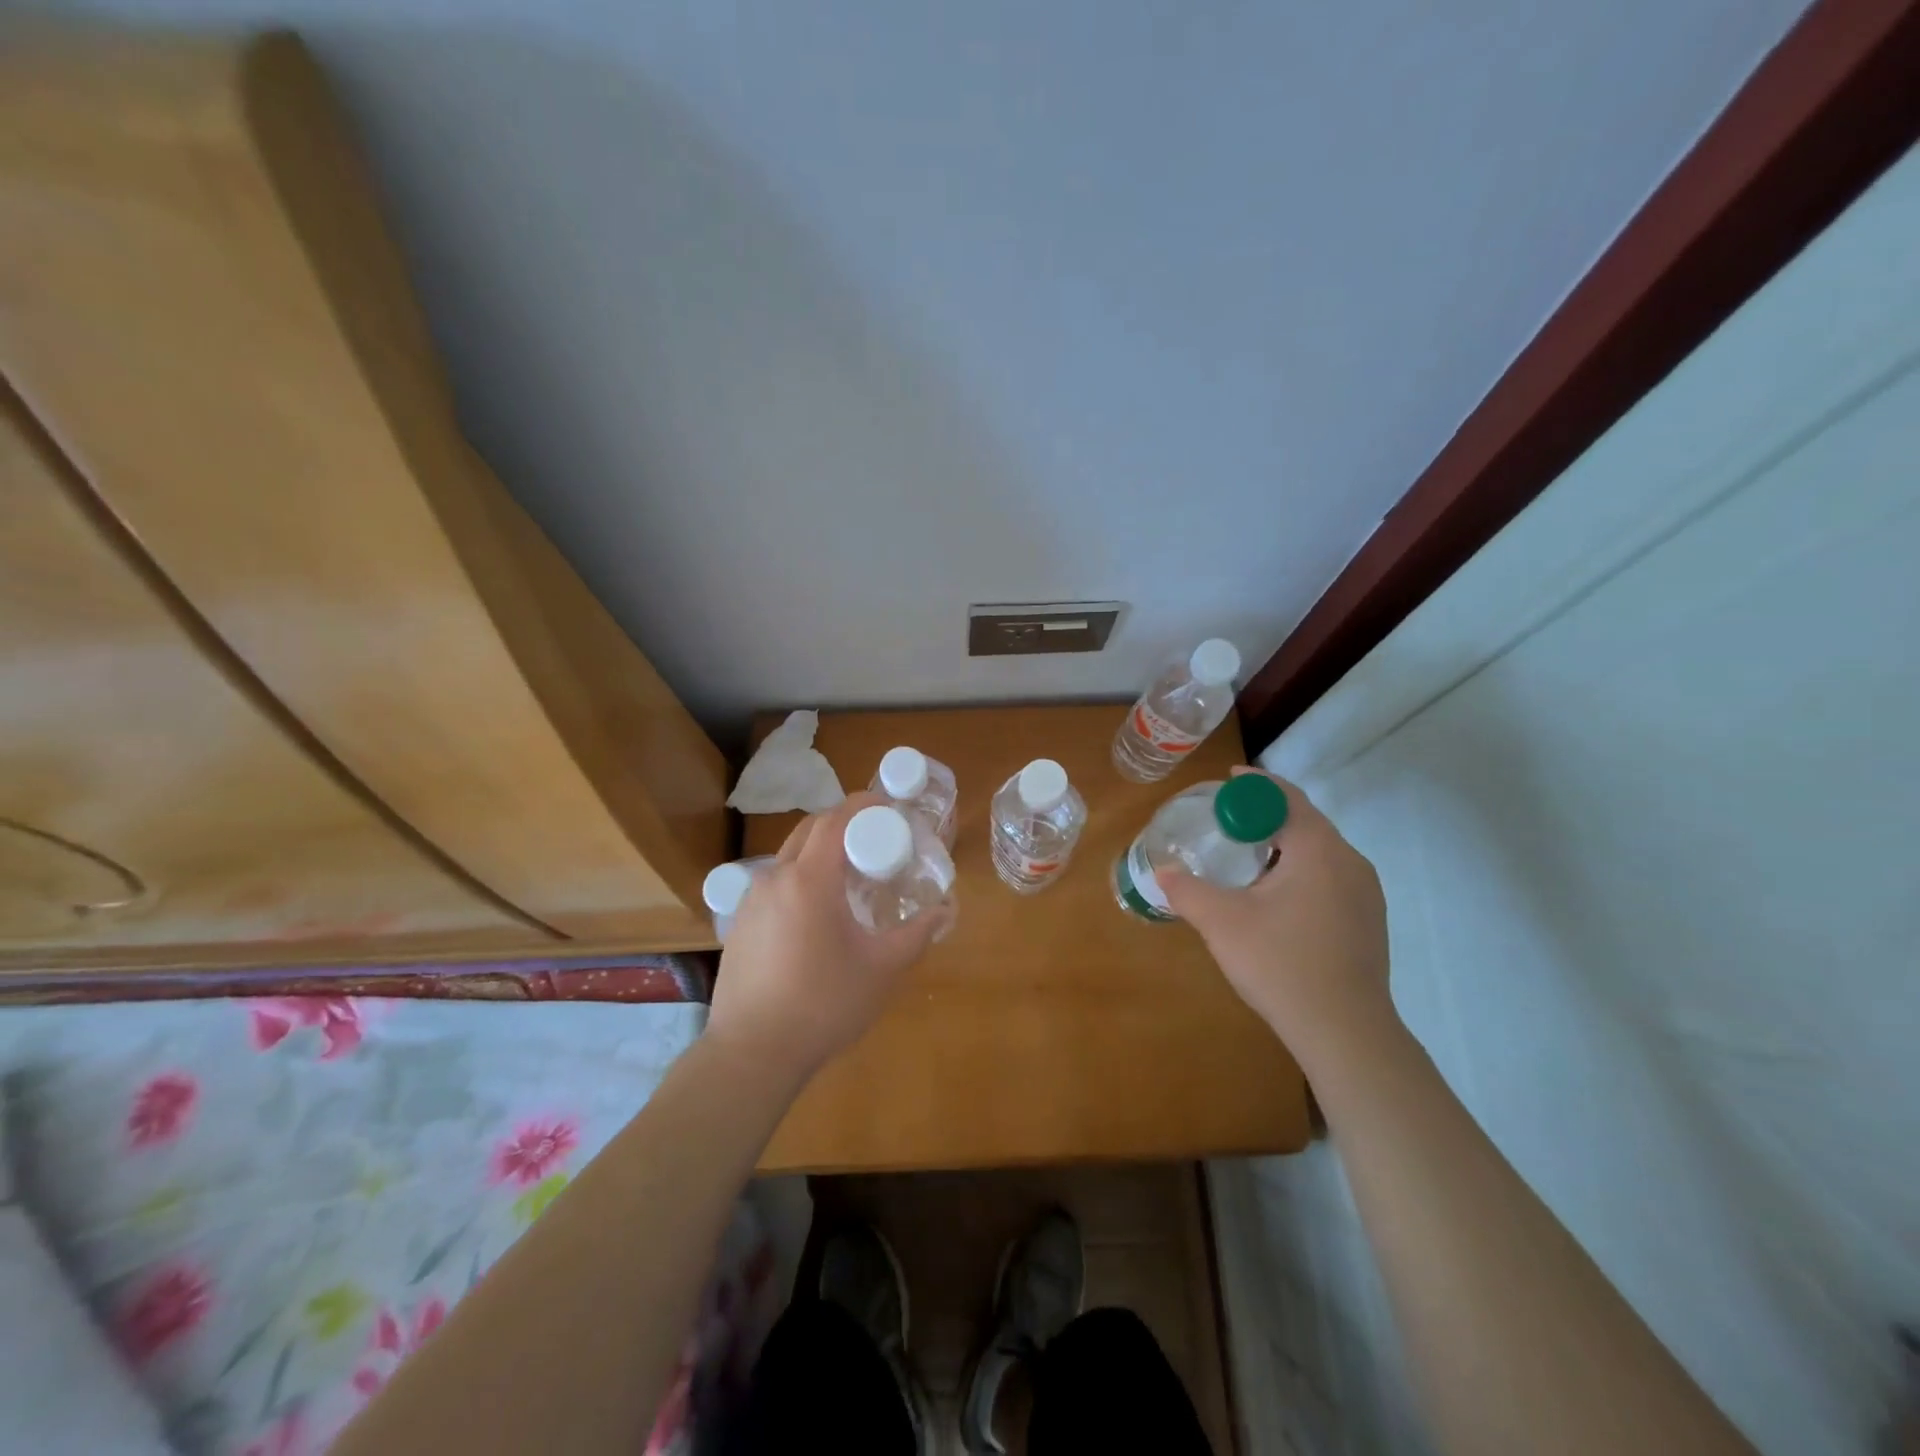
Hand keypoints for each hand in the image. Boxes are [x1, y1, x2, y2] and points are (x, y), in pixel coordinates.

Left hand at [706, 792, 937, 1086]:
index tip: (888, 807)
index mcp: (809, 879)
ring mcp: (750, 900)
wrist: (753, 1053)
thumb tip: (946, 911)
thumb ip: (917, 933)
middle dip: (843, 825)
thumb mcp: (882, 969)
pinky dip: (799, 879)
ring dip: (819, 854)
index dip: (863, 804)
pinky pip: (773, 884)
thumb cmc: (824, 1005)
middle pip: (810, 830)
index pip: (836, 819)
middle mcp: (774, 878)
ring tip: (848, 881)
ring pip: (789, 857)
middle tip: (874, 843)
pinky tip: (815, 916)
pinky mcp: (737, 923)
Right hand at [1157, 769, 1395, 1059]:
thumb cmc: (1281, 964)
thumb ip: (1186, 890)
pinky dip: (1300, 868)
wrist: (1345, 1032)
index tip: (1224, 783)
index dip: (1253, 785)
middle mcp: (1349, 860)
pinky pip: (1330, 875)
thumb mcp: (1221, 922)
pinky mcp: (1368, 919)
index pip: (1285, 797)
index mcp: (1317, 849)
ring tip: (1246, 857)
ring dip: (1283, 843)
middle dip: (1265, 813)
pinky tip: (1276, 896)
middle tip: (1226, 821)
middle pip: (1304, 820)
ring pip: (1319, 850)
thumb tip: (1160, 872)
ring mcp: (1365, 892)